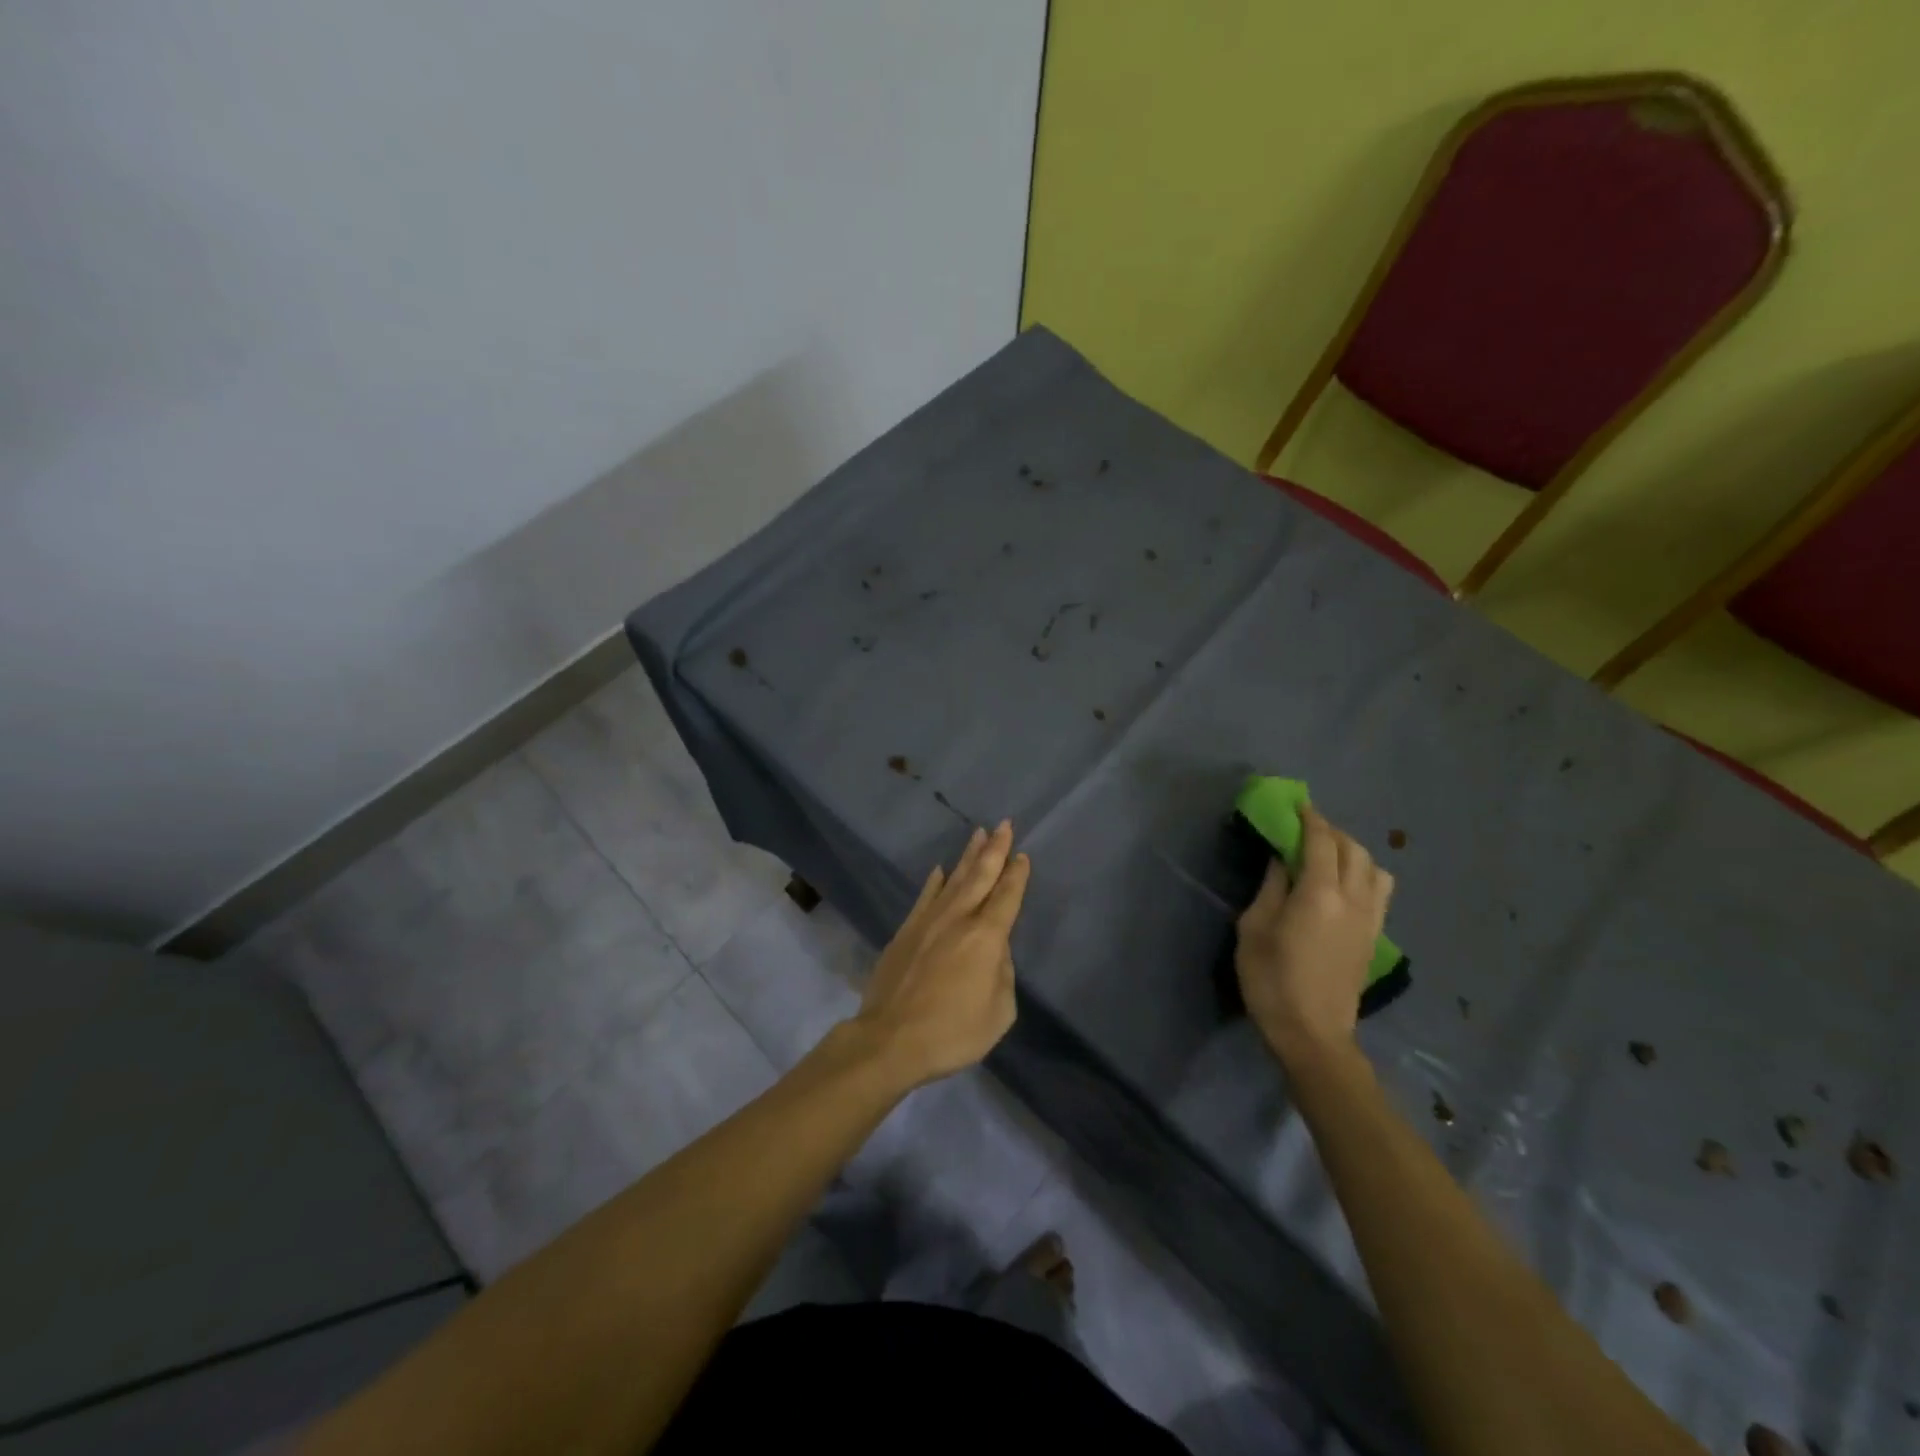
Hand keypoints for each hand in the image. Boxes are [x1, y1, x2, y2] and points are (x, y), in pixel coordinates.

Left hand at [851, 820, 1029, 1088]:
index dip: (1017, 875)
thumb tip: (994, 951)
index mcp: (986, 937)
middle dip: (995, 849)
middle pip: (981, 876)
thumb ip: (1002, 974)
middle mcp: (958, 919)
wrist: (891, 1039)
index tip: (1022, 855)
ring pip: (953, 879)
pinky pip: (925, 896)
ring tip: (979, 834)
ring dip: (968, 856)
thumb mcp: (998, 1012)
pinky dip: (935, 881)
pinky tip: (939, 869)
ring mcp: (928, 921)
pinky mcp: (905, 931)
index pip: (1007, 897)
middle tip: (1004, 824)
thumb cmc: (952, 1031)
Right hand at [1235, 806, 1392, 1064]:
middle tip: (1304, 827)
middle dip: (1329, 831)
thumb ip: (1271, 887)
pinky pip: (1379, 891)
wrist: (1312, 1034)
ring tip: (1327, 854)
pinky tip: (1343, 883)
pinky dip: (1363, 873)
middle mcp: (1353, 899)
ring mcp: (1370, 919)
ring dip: (1352, 850)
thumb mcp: (1254, 928)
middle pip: (1352, 848)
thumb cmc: (1271, 980)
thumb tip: (1282, 860)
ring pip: (1373, 867)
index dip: (1309, 818)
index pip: (1321, 841)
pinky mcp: (1374, 936)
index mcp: (1319, 894)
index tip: (1295, 804)